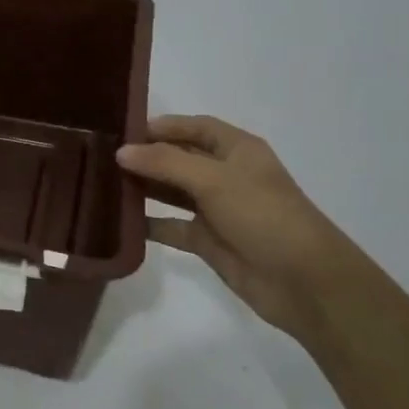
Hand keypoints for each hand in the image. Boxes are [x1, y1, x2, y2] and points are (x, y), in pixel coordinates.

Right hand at [116, 115, 353, 337]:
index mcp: (237, 150)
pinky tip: (120, 222)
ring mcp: (217, 210)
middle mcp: (226, 175)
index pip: (195, 127)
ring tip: (104, 183)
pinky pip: (172, 227)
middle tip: (103, 156)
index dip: (163, 125)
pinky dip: (149, 224)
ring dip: (144, 187)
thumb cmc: (264, 215)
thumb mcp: (214, 180)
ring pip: (172, 191)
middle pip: (179, 157)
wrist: (306, 283)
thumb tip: (121, 151)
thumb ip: (165, 163)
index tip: (123, 129)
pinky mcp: (209, 242)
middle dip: (146, 156)